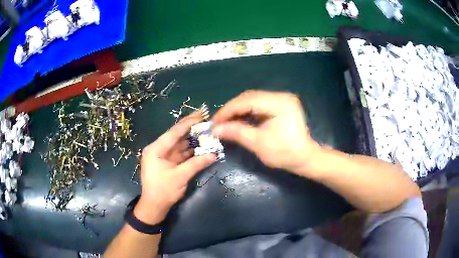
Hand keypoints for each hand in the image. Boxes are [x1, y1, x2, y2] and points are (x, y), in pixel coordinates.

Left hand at [134, 112, 216, 223]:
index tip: (202, 113)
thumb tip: (214, 154)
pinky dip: (192, 149)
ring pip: (180, 144)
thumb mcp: (180, 177)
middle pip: (177, 135)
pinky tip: (202, 144)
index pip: (174, 132)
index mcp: (156, 149)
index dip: (189, 123)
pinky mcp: (169, 162)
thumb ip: (197, 164)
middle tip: (205, 116)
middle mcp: (159, 149)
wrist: (154, 206)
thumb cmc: (163, 191)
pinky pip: (182, 153)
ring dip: (193, 138)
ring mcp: (164, 155)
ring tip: (207, 129)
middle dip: (191, 127)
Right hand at [212, 90, 321, 174]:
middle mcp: (281, 96)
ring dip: (238, 110)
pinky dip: (247, 112)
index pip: (247, 100)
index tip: (214, 122)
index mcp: (279, 103)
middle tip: (218, 122)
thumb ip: (236, 132)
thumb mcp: (258, 143)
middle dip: (232, 109)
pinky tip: (238, 120)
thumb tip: (215, 129)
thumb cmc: (285, 153)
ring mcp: (281, 99)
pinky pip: (259, 104)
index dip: (228, 110)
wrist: (305, 158)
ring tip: (225, 121)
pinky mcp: (280, 105)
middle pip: (249, 97)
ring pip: (252, 100)